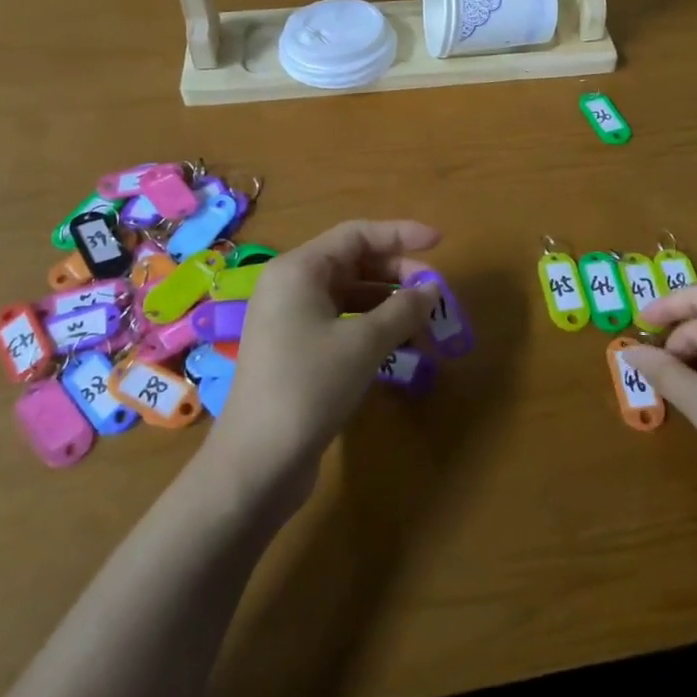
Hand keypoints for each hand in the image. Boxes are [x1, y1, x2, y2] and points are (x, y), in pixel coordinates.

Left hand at [206, 220, 439, 508]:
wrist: (256, 463)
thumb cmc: (309, 386)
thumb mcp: (364, 343)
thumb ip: (403, 309)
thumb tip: (432, 289)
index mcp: (299, 269)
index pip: (357, 234)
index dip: (401, 233)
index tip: (439, 243)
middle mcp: (291, 286)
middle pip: (354, 262)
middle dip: (398, 273)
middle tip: (436, 292)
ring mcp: (290, 320)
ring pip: (350, 295)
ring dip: (389, 303)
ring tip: (425, 322)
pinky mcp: (295, 351)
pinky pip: (341, 322)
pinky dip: (372, 327)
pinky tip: (400, 345)